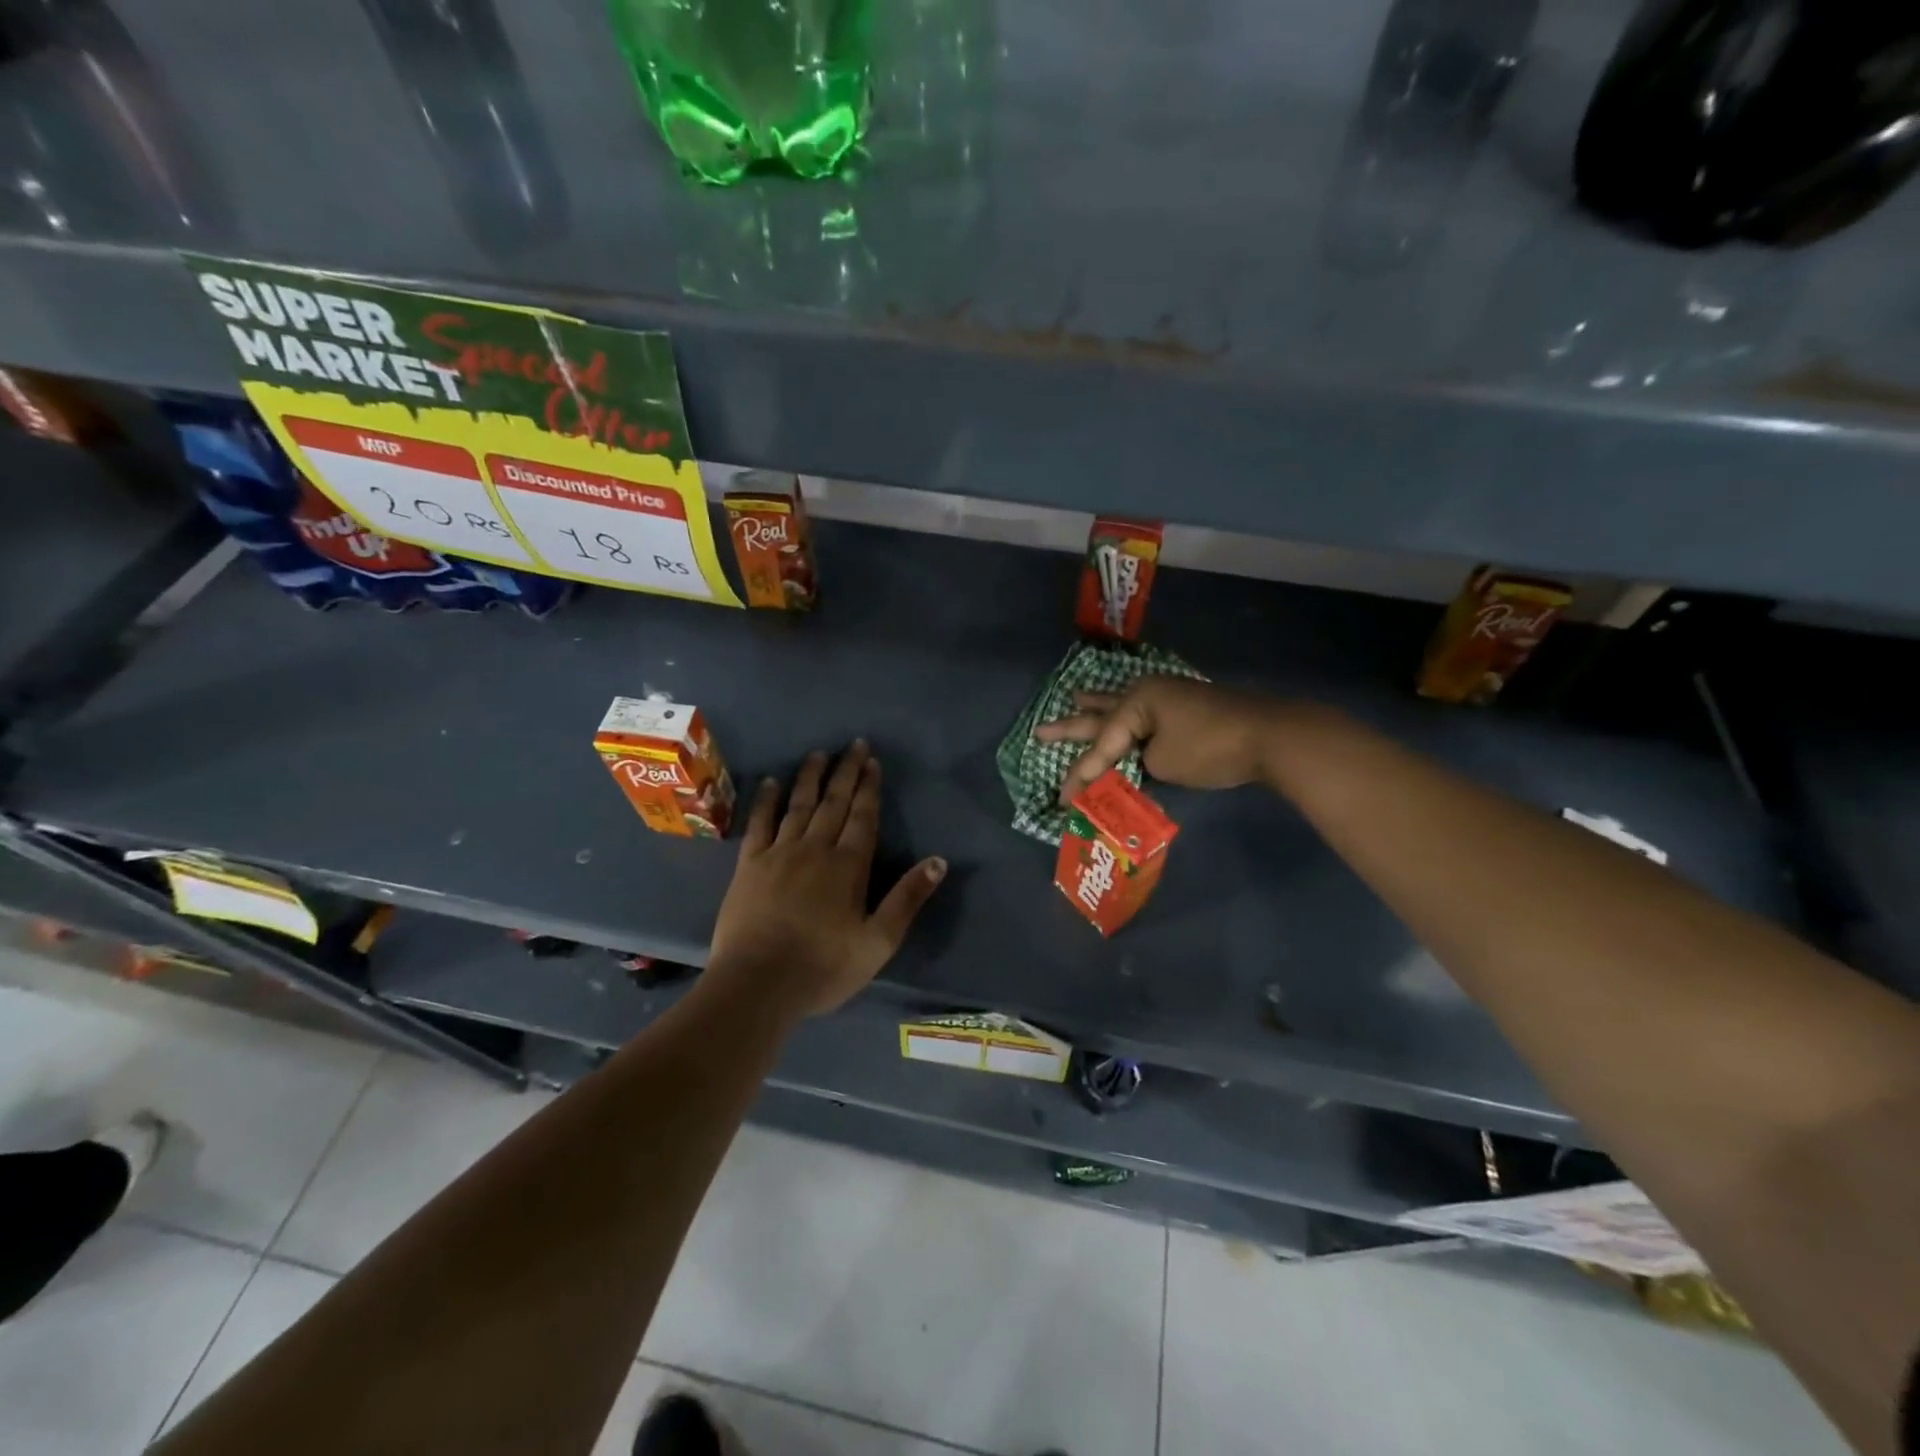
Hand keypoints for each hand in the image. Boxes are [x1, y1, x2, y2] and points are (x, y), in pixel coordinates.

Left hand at [707, 741, 946, 1019]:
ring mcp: (779, 853)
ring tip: (818, 754)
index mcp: (849, 866)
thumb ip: (907, 898)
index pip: (863, 817)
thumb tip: (938, 861)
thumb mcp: (878, 941)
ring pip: (799, 805)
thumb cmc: (823, 967)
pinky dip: (766, 800)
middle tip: (853, 745)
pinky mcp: (749, 865)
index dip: (869, 788)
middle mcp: (815, 849)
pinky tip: (771, 782)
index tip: (872, 762)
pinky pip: (759, 823)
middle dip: (845, 772)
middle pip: (834, 803)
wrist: (757, 984)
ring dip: (810, 778)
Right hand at [1034, 677, 1282, 804]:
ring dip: (1097, 707)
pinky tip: (1124, 714)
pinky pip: (1144, 715)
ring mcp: (1169, 699)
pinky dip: (1126, 719)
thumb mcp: (1163, 762)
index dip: (1080, 776)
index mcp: (1136, 703)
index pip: (1100, 746)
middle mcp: (1147, 694)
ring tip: (1076, 697)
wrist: (1270, 736)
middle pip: (1101, 715)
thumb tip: (1139, 762)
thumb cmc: (1211, 747)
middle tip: (1040, 731)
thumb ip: (1138, 763)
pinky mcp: (1187, 709)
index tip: (1063, 802)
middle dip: (1070, 726)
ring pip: (1122, 708)